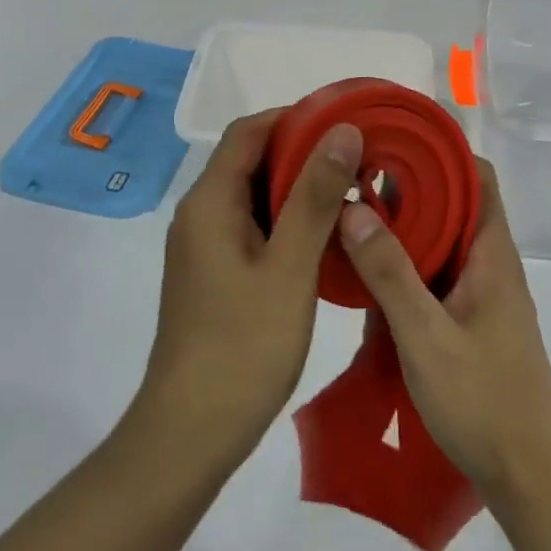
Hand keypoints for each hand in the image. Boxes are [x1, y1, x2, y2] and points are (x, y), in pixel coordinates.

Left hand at [134, 110, 363, 472]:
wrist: (191, 433)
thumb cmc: (243, 346)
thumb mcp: (289, 266)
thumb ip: (315, 196)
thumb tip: (343, 131)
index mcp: (210, 202)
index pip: (249, 132)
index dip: (294, 117)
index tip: (344, 122)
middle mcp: (201, 214)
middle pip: (251, 160)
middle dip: (303, 151)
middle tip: (358, 158)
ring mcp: (205, 246)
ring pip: (255, 195)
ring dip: (298, 187)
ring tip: (352, 190)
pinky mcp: (215, 273)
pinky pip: (253, 226)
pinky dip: (288, 219)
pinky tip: (326, 235)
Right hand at [338, 159, 550, 494]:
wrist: (531, 477)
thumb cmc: (483, 399)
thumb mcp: (426, 335)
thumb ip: (390, 273)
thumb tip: (354, 209)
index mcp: (491, 253)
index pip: (477, 176)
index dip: (440, 152)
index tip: (392, 141)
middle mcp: (491, 263)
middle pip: (455, 204)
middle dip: (410, 187)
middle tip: (357, 178)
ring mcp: (483, 294)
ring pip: (444, 241)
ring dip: (406, 228)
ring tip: (354, 217)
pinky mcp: (472, 322)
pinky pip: (438, 275)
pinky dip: (409, 265)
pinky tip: (370, 276)